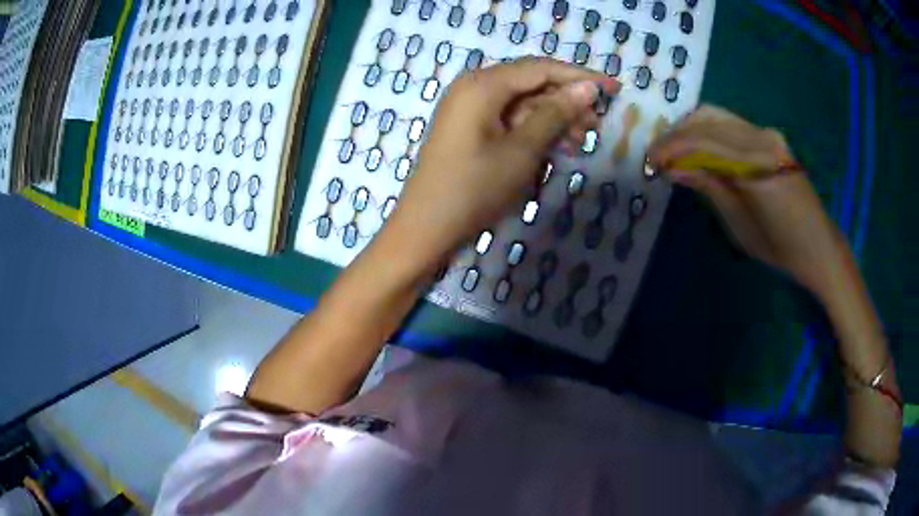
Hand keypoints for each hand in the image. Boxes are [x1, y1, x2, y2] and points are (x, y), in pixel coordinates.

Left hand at [385, 57, 617, 263]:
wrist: (426, 228)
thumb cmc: (474, 188)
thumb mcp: (522, 150)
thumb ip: (555, 114)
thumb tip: (587, 88)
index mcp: (483, 84)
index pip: (541, 68)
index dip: (579, 77)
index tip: (613, 89)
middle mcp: (473, 88)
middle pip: (531, 84)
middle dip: (566, 102)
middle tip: (598, 125)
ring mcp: (468, 109)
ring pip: (521, 104)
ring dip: (553, 120)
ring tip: (581, 143)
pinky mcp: (468, 129)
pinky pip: (508, 120)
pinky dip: (532, 131)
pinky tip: (555, 147)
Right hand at [647, 105, 846, 296]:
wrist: (818, 245)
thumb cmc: (780, 248)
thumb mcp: (739, 225)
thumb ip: (709, 187)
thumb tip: (674, 168)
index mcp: (757, 167)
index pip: (703, 142)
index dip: (672, 147)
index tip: (649, 160)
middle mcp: (763, 140)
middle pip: (708, 120)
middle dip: (677, 134)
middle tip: (659, 155)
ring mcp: (768, 134)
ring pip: (718, 117)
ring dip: (691, 130)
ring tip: (675, 151)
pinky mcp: (771, 137)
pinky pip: (732, 125)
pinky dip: (710, 133)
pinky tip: (700, 149)